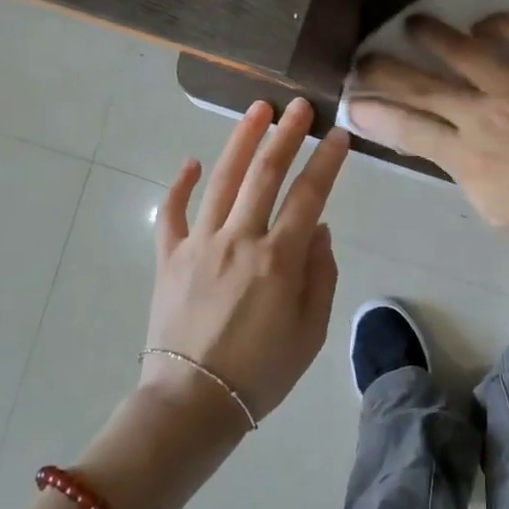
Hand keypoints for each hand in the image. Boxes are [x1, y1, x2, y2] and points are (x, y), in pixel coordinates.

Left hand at [143, 98, 347, 423]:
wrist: (192, 403)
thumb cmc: (261, 373)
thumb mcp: (311, 332)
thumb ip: (320, 275)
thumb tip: (319, 230)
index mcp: (278, 259)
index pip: (310, 196)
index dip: (327, 162)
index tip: (339, 134)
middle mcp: (239, 239)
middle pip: (265, 174)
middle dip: (285, 134)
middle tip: (299, 105)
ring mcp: (199, 244)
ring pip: (222, 180)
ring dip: (241, 141)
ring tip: (257, 109)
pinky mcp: (169, 257)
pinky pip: (172, 212)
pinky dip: (181, 185)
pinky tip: (192, 162)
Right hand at [347, 15, 508, 263]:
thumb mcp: (495, 211)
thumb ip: (464, 174)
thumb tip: (447, 149)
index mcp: (467, 156)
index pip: (406, 128)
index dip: (374, 113)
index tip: (353, 102)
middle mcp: (483, 113)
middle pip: (422, 85)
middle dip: (385, 70)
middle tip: (364, 58)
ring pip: (463, 49)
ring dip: (432, 34)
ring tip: (413, 23)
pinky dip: (498, 24)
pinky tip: (482, 24)